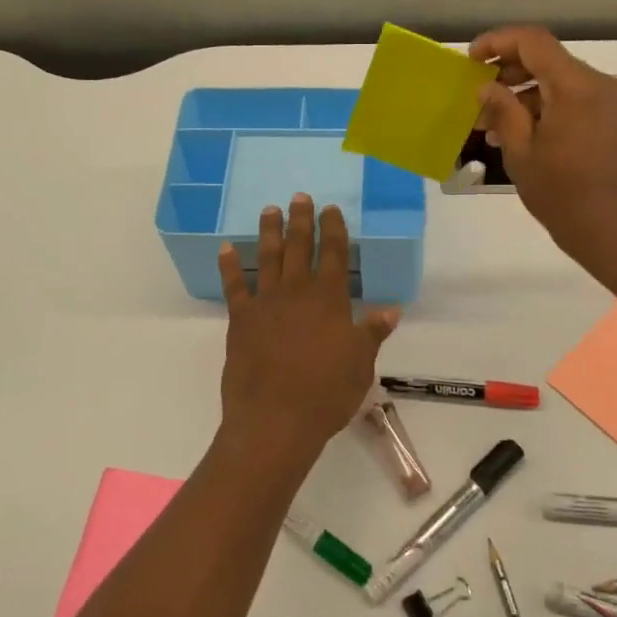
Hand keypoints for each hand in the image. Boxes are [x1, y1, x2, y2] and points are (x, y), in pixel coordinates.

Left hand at [217, 194, 400, 464]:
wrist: (275, 420)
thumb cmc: (326, 393)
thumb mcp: (361, 364)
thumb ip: (372, 332)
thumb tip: (391, 309)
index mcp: (330, 299)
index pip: (335, 254)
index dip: (334, 229)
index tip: (330, 208)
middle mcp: (297, 292)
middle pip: (300, 246)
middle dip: (301, 220)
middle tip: (299, 197)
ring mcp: (266, 303)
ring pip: (268, 257)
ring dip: (269, 232)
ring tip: (269, 210)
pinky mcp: (240, 319)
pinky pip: (234, 286)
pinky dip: (229, 266)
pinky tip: (225, 248)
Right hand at [470, 27, 616, 276]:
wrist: (612, 230)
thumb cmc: (561, 194)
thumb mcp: (520, 152)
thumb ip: (502, 111)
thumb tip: (485, 86)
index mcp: (576, 87)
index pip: (533, 41)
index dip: (498, 41)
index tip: (471, 59)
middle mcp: (596, 85)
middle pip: (546, 58)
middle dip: (508, 70)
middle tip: (477, 93)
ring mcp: (607, 101)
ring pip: (556, 79)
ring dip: (522, 92)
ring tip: (490, 121)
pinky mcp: (609, 119)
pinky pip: (570, 98)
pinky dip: (542, 106)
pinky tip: (516, 132)